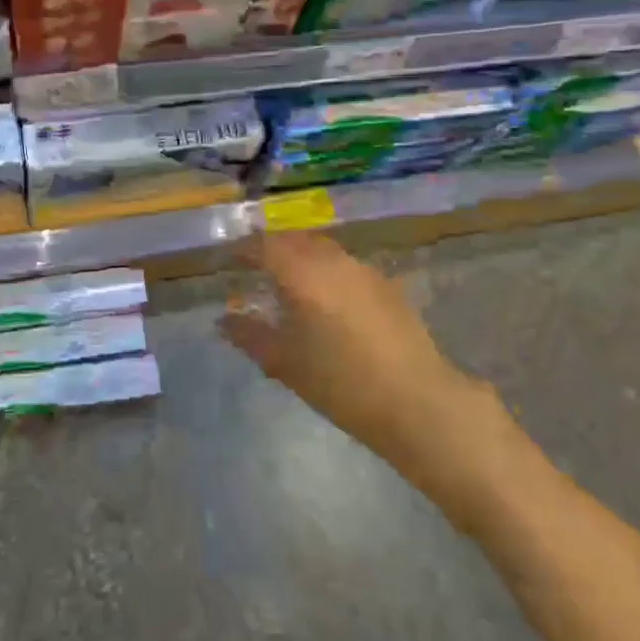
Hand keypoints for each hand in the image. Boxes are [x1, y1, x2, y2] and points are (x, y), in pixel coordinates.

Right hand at [219, 232, 527, 529]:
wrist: (416, 400)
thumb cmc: (339, 382)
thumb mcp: (284, 362)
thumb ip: (249, 335)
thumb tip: (224, 320)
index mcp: (302, 272)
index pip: (264, 245)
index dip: (243, 249)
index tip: (228, 259)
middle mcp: (333, 260)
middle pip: (295, 240)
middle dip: (272, 248)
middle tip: (255, 268)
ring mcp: (364, 270)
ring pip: (323, 250)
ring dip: (301, 258)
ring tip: (289, 284)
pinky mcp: (387, 286)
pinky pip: (345, 266)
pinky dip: (326, 272)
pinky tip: (326, 301)